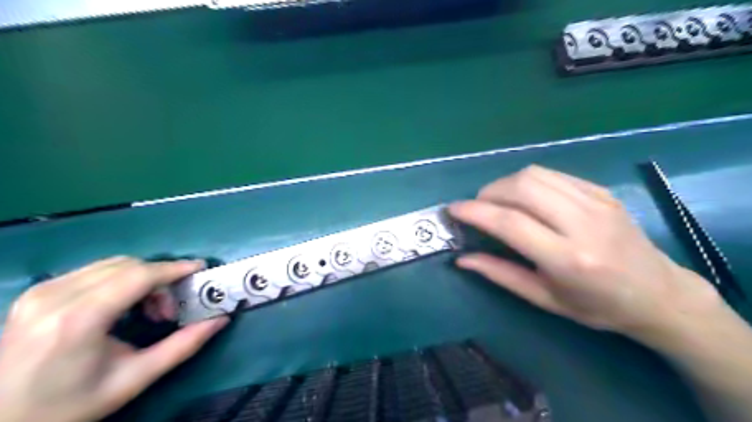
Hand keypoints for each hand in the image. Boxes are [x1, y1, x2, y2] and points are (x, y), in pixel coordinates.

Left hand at [0, 256, 228, 420]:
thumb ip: (182, 346)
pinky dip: (121, 280)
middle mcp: (57, 296)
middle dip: (160, 278)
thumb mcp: (133, 379)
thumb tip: (220, 319)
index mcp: (79, 319)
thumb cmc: (67, 405)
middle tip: (170, 308)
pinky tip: (121, 306)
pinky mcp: (37, 292)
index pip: (139, 275)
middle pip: (128, 265)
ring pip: (113, 264)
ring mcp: (42, 291)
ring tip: (147, 310)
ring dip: (142, 278)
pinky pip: (94, 271)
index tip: (201, 268)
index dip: (175, 268)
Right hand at [449, 165, 725, 343]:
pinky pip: (552, 174)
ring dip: (505, 183)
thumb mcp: (544, 299)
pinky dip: (527, 181)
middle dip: (488, 192)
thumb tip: (462, 259)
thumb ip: (500, 274)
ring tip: (498, 201)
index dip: (475, 212)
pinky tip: (525, 198)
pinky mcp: (601, 191)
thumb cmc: (597, 306)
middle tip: (477, 208)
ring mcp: (596, 201)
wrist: (659, 294)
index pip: (510, 222)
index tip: (453, 209)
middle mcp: (582, 223)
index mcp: (568, 259)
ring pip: (535, 174)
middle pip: (521, 188)